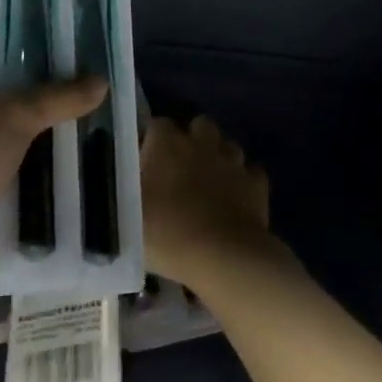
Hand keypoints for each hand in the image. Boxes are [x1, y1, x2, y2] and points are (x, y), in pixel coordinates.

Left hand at [0, 74, 105, 291]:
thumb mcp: (15, 116)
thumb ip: (57, 98)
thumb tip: (102, 81)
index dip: (23, 79)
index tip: (62, 85)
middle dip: (29, 128)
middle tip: (75, 126)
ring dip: (21, 167)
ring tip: (69, 165)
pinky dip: (11, 202)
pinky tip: (43, 204)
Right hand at [140, 115, 278, 288]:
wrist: (224, 257)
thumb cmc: (168, 233)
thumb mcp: (127, 215)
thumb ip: (124, 191)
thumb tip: (125, 178)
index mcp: (167, 144)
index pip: (156, 125)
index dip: (151, 140)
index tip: (144, 161)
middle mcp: (202, 143)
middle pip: (198, 124)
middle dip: (191, 138)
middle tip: (180, 167)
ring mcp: (233, 161)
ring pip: (227, 144)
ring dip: (218, 156)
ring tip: (209, 181)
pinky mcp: (257, 182)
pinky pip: (250, 171)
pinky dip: (243, 180)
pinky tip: (235, 197)